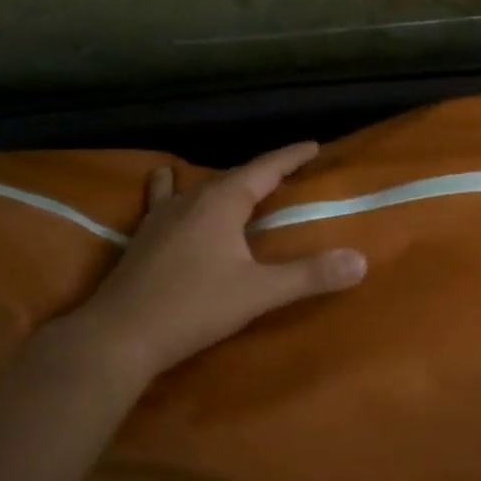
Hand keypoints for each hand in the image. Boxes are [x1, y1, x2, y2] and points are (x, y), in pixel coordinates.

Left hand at [53, 141, 366, 379]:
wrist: (121, 334)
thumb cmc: (193, 308)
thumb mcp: (259, 293)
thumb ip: (309, 276)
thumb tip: (360, 261)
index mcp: (220, 203)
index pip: (263, 169)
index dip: (289, 157)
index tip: (312, 146)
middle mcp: (189, 200)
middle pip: (230, 176)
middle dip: (259, 172)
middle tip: (284, 174)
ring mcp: (160, 218)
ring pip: (195, 187)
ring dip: (219, 183)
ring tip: (231, 184)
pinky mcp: (142, 239)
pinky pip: (164, 202)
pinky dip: (175, 193)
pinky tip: (168, 200)